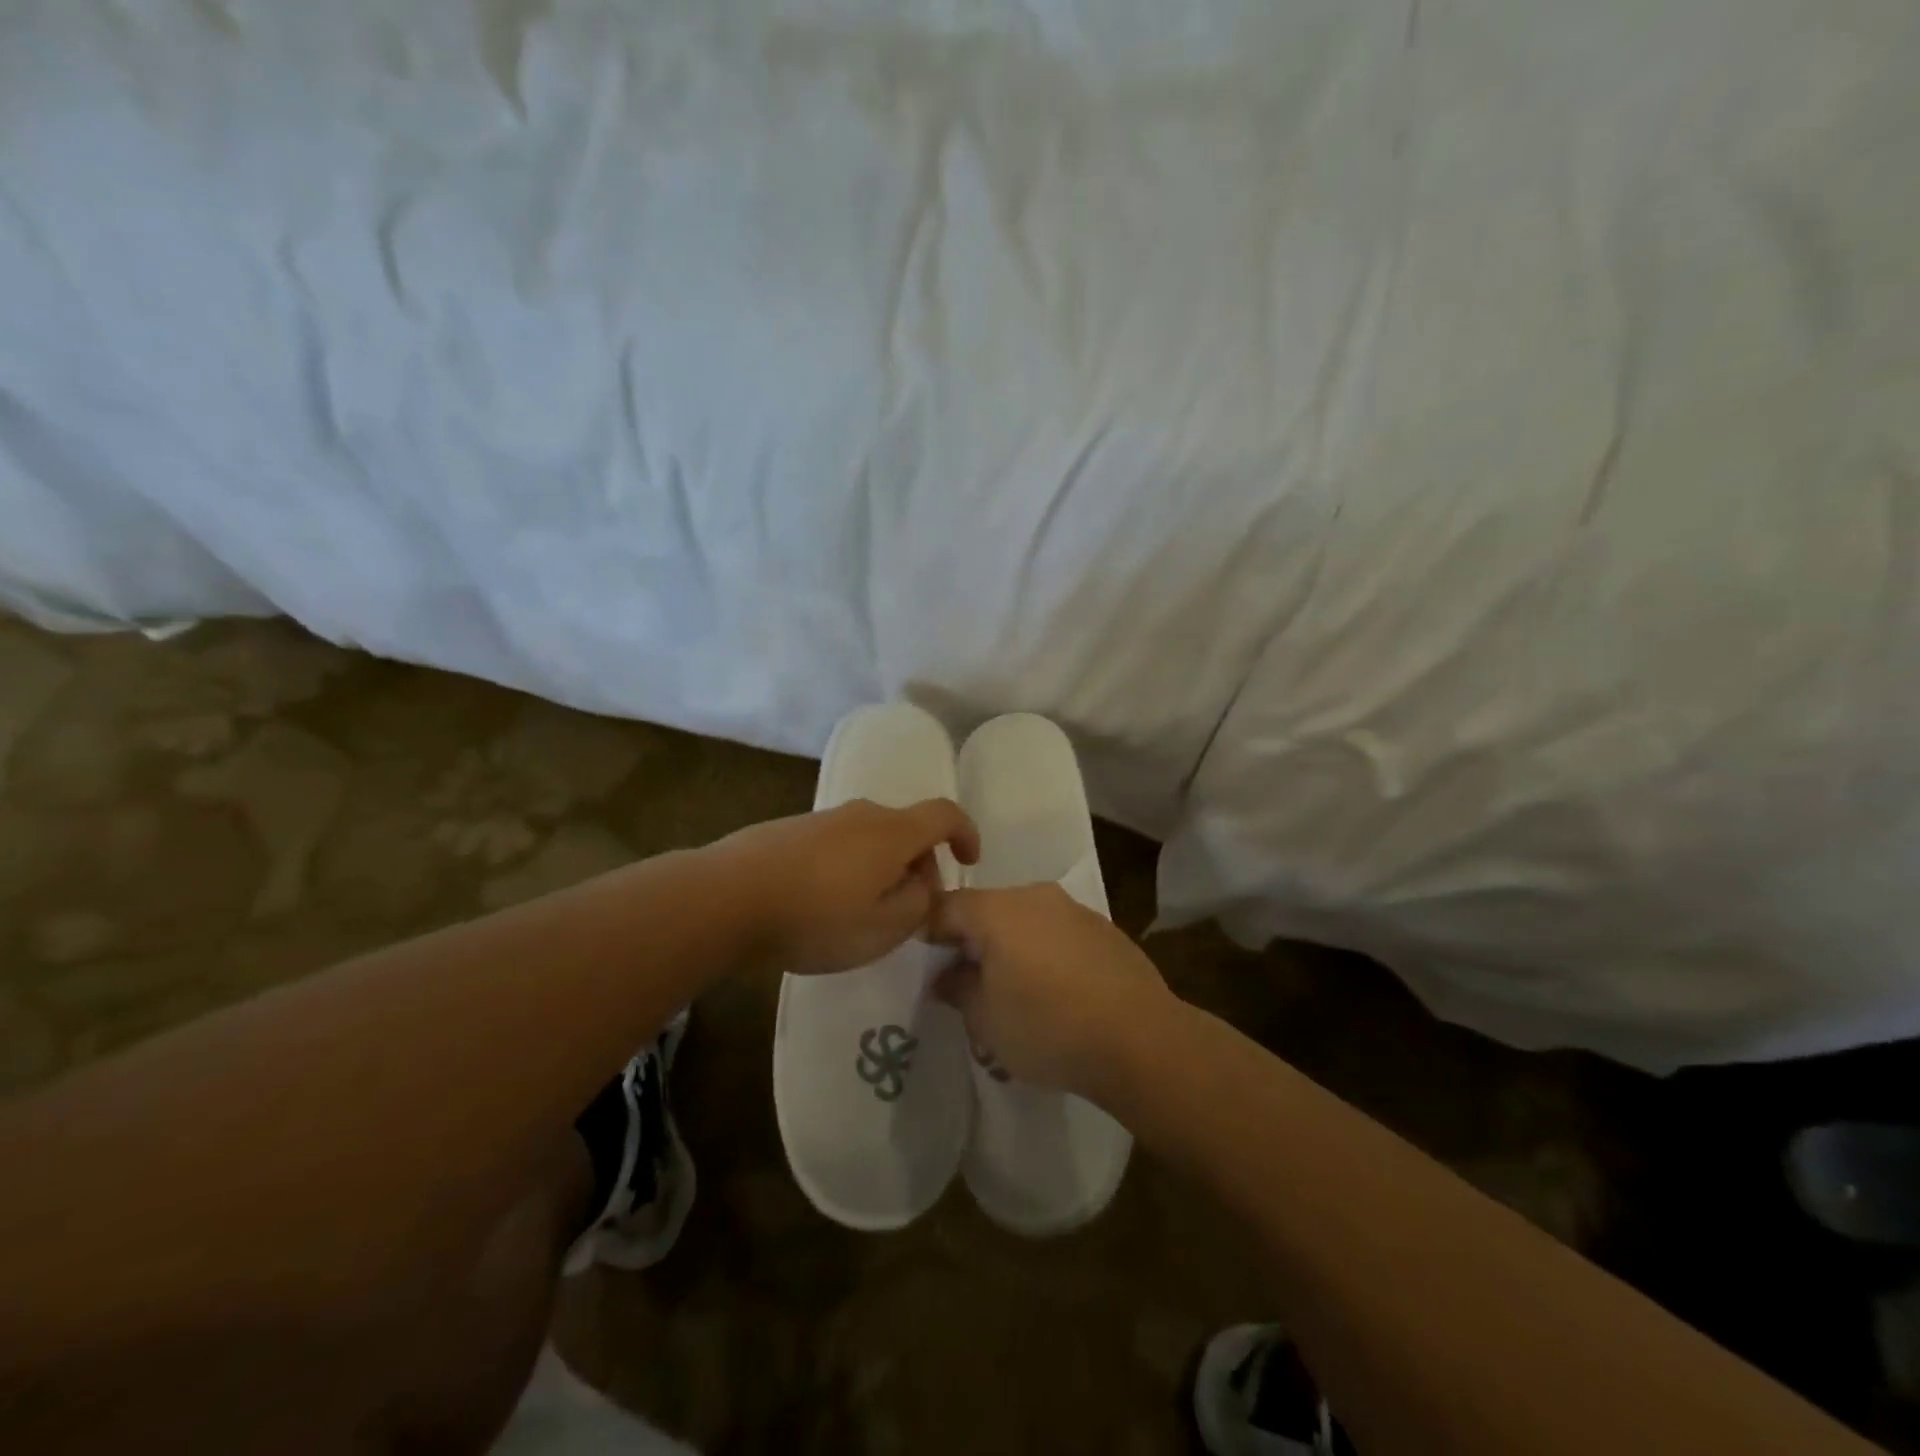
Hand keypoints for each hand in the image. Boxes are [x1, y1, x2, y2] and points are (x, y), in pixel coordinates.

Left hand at [717, 798, 980, 974]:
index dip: (966, 834)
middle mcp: (863, 814)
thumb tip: (923, 885)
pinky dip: (848, 868)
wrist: (726, 897)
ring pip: (870, 839)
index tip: (969, 862)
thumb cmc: (816, 916)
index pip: (945, 815)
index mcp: (893, 832)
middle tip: (909, 910)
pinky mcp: (791, 830)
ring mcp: (823, 818)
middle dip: (920, 865)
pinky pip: (838, 845)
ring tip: (862, 914)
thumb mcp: (883, 928)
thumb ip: (918, 905)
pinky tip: (823, 905)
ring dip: (881, 869)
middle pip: (907, 829)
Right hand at [928, 884, 1175, 1098]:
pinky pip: (1058, 933)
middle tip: (967, 984)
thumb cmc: (1048, 1027)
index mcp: (998, 909)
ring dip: (1011, 947)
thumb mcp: (986, 1019)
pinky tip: (1056, 992)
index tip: (925, 965)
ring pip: (1025, 920)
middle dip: (972, 942)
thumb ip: (957, 989)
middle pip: (987, 910)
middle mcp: (1036, 896)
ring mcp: (1075, 909)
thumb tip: (946, 976)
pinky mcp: (1105, 929)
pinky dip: (1046, 953)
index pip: (945, 907)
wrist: (1141, 1040)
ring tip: (1014, 992)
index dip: (928, 933)